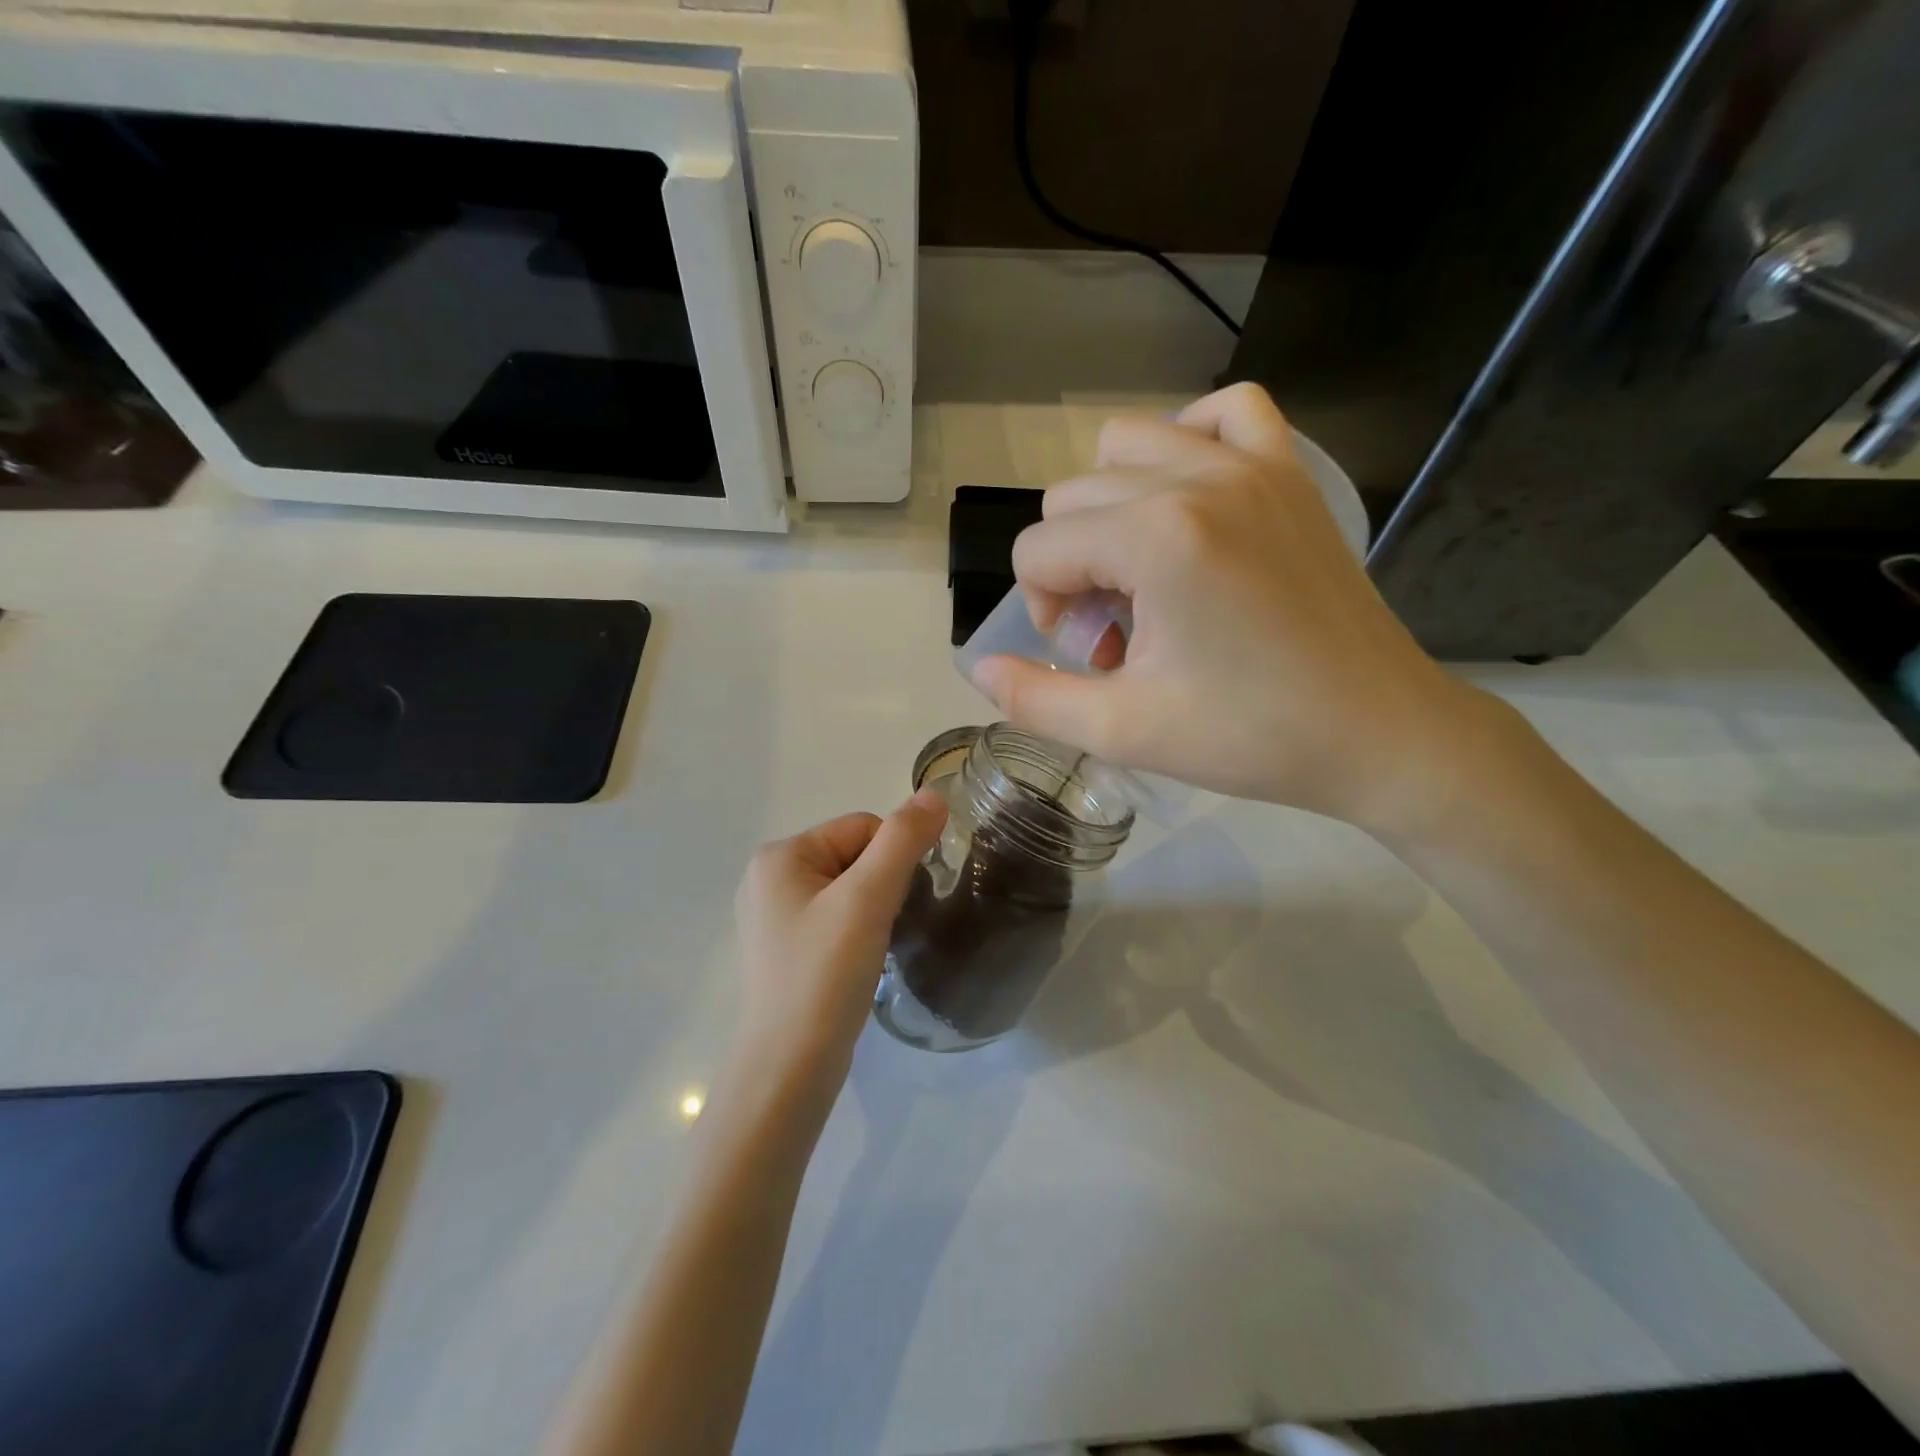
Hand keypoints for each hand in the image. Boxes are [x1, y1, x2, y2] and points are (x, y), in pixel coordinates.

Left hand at [729, 789, 947, 1105]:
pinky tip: (856, 965)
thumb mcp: (868, 899)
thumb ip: (903, 840)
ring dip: (872, 912)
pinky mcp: (784, 950)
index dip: (891, 860)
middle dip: (880, 887)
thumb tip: (935, 793)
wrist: (788, 1070)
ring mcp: (773, 917)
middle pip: (853, 856)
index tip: (891, 905)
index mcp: (779, 856)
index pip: (861, 828)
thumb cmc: (824, 976)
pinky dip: (856, 934)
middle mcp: (768, 878)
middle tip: (881, 930)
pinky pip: (834, 920)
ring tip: (870, 950)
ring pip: (848, 890)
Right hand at [971, 382, 1493, 833]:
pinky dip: (1189, 442)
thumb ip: (1034, 699)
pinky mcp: (1291, 472)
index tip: (1093, 657)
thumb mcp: (1123, 731)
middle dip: (1074, 568)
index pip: (1038, 548)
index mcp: (1156, 539)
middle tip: (1122, 633)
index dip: (1045, 609)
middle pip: (1073, 498)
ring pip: (1128, 444)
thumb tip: (978, 668)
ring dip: (1112, 507)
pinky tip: (1189, 500)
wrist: (1378, 733)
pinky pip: (1224, 412)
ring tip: (1146, 572)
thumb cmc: (1250, 737)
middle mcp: (1198, 478)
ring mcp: (1253, 464)